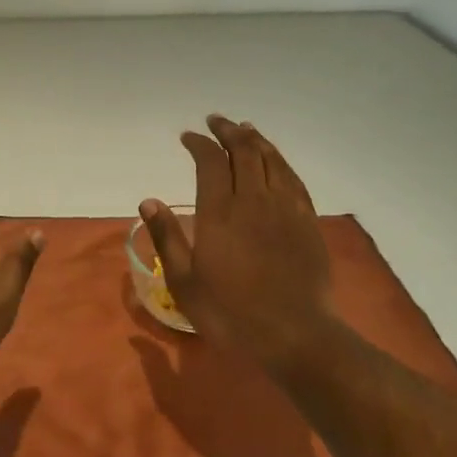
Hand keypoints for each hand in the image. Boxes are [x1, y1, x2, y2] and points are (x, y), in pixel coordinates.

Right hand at [140, 116, 340, 370]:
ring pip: (271, 159)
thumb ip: (166, 238)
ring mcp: (285, 208)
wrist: (295, 335)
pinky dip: (280, 160)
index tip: (188, 137)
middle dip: (227, 131)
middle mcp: (254, 199)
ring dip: (255, 139)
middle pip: (243, 150)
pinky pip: (293, 178)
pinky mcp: (307, 221)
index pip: (209, 161)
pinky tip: (275, 160)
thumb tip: (149, 201)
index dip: (198, 143)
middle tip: (215, 122)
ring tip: (244, 129)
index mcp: (219, 212)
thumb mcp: (184, 282)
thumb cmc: (230, 313)